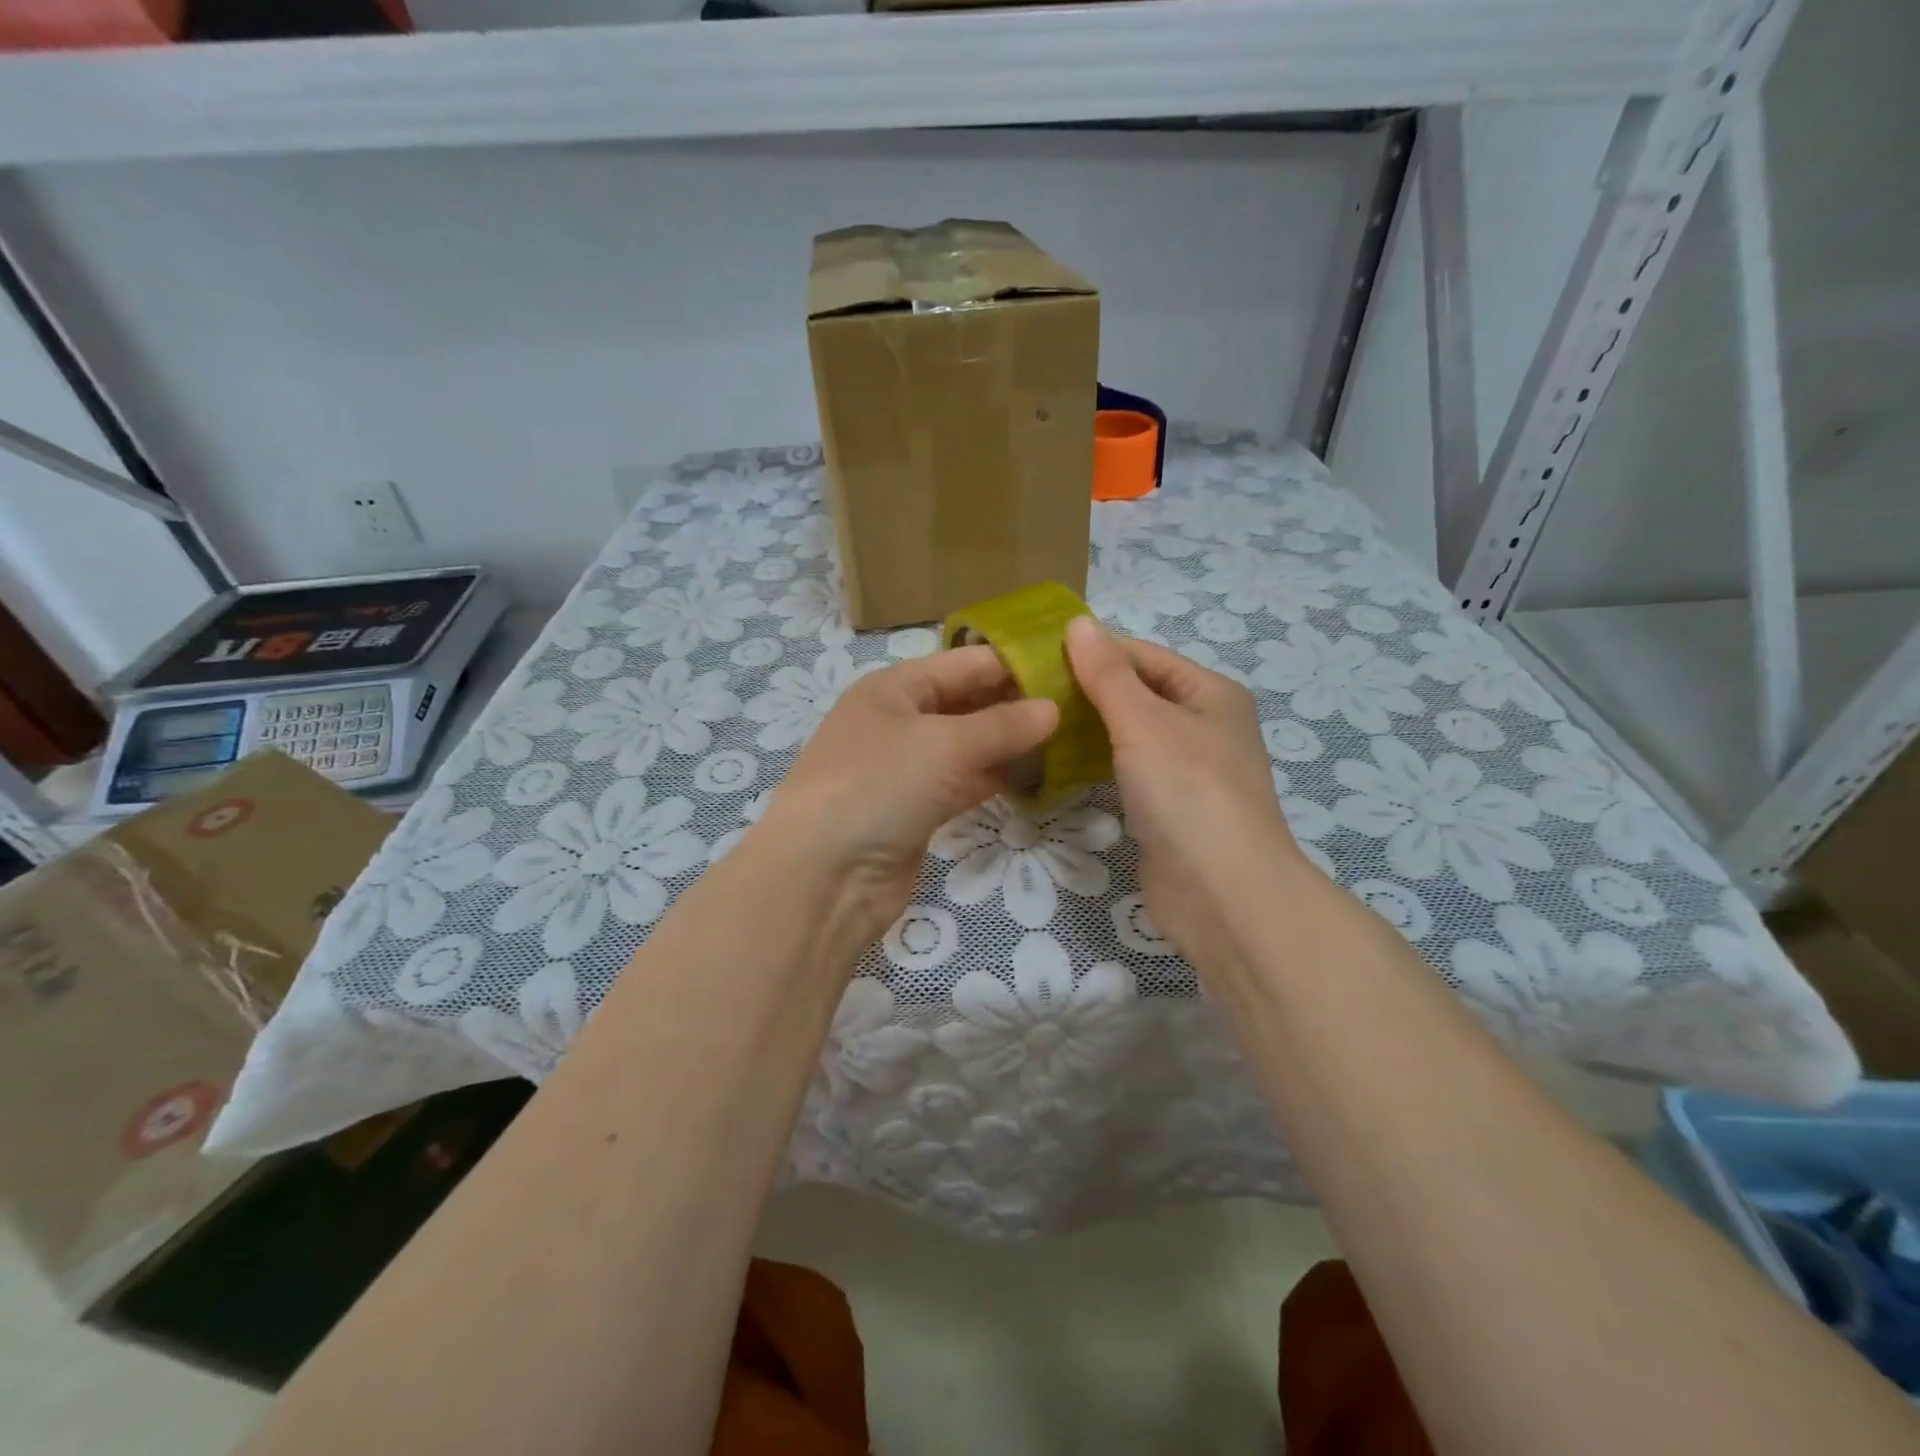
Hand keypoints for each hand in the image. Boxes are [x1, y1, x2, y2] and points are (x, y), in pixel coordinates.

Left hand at [759, 645, 1058, 943]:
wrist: (824, 876)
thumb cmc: (880, 785)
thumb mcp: (945, 744)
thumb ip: (1003, 725)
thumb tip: (1054, 708)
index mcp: (895, 687)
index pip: (965, 662)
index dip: (1016, 664)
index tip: (1072, 669)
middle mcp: (899, 720)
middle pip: (968, 702)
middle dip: (1017, 705)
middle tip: (1080, 709)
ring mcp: (907, 767)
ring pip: (969, 746)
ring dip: (1011, 745)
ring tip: (1070, 742)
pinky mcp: (918, 809)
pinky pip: (965, 783)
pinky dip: (996, 780)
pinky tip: (1037, 779)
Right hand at [1065, 616, 1303, 963]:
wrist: (1221, 893)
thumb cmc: (1187, 791)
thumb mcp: (1144, 721)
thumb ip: (1108, 674)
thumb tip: (1078, 624)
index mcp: (1210, 693)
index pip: (1144, 655)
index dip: (1094, 650)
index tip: (1036, 654)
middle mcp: (1203, 726)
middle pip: (1137, 694)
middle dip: (1087, 690)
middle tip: (1027, 690)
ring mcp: (1187, 771)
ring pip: (1130, 735)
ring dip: (1089, 728)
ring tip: (1035, 721)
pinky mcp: (1168, 808)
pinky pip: (1127, 772)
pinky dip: (1097, 764)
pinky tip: (1058, 763)